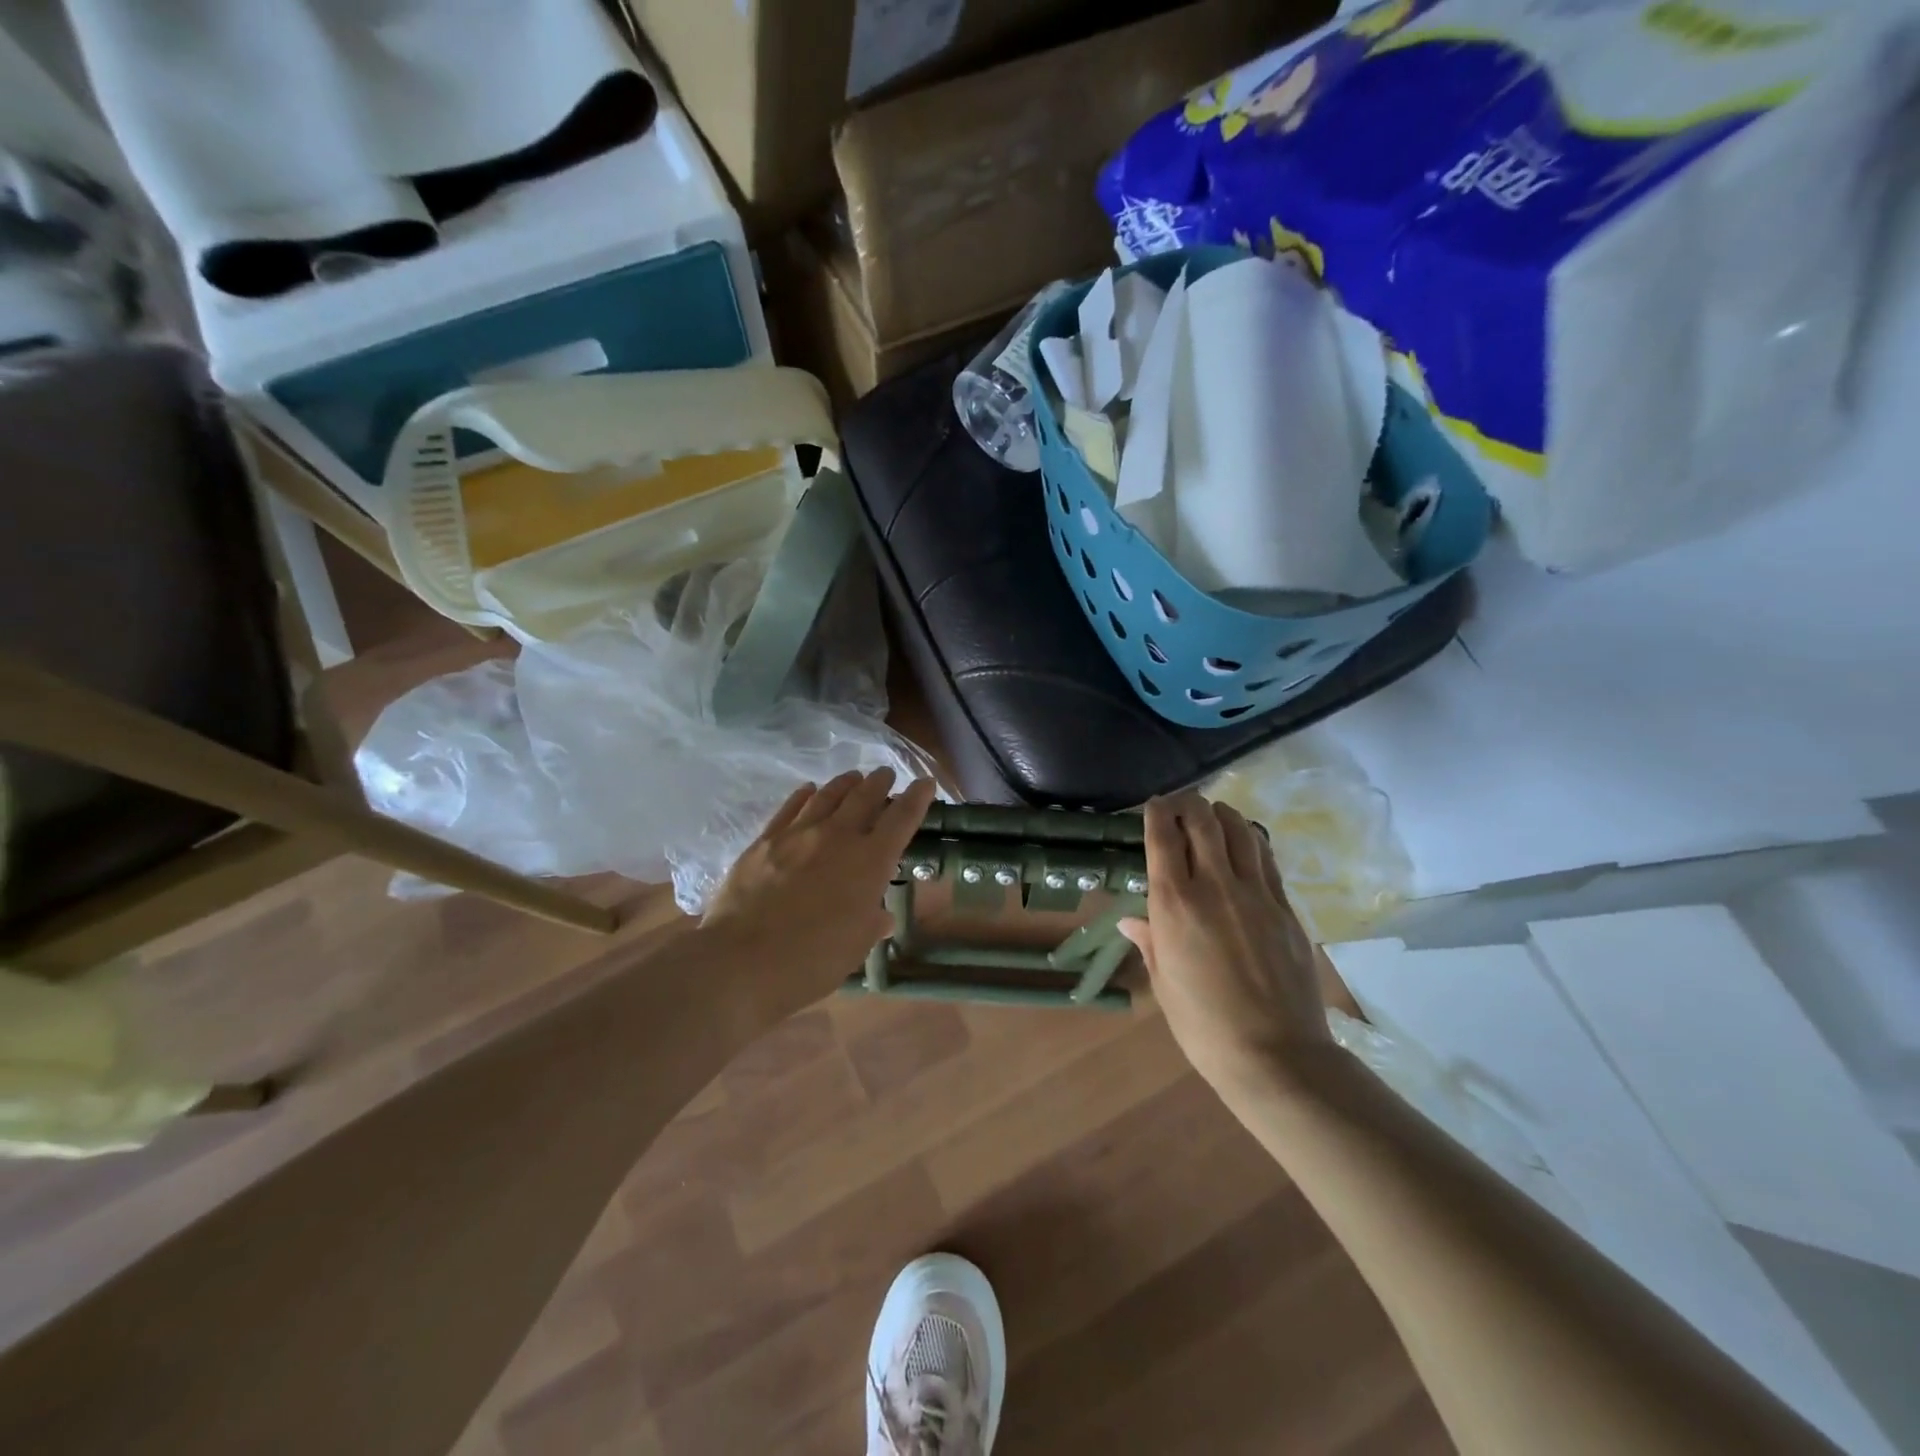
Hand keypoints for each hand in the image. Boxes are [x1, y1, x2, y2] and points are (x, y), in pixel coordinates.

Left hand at [701, 768, 936, 1029]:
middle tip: (886, 775)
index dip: (917, 798)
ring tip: (854, 778)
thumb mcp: (855, 947)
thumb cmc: (811, 961)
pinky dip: (805, 795)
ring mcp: (798, 834)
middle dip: (880, 782)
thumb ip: (871, 923)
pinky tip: (809, 790)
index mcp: (870, 861)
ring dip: (845, 783)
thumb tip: (881, 915)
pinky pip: (790, 807)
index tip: (926, 783)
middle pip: (865, 796)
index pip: (902, 818)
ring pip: (828, 795)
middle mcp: (838, 837)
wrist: (740, 962)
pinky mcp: (764, 840)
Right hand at [1119, 791, 1330, 1094]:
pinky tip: (1246, 843)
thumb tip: (1132, 921)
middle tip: (1181, 803)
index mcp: (1174, 904)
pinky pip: (1267, 859)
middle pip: (1204, 822)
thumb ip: (1150, 941)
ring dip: (1223, 814)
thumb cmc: (1203, 1025)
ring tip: (1213, 814)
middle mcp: (1215, 886)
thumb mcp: (1163, 983)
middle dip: (1189, 803)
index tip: (1154, 804)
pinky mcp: (1286, 908)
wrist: (1275, 1055)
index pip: (1164, 837)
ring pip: (1241, 832)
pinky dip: (1252, 841)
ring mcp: (1257, 894)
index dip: (1157, 812)